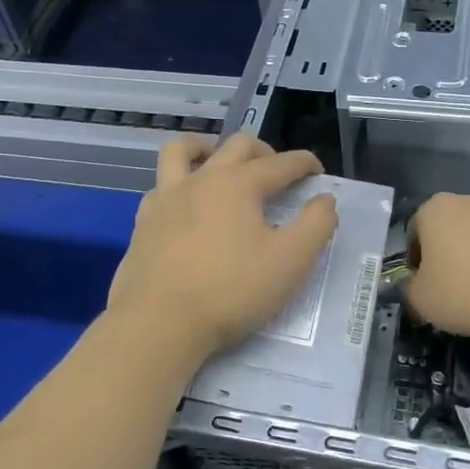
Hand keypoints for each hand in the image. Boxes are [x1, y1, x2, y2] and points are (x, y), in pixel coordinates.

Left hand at [107, 133, 338, 368]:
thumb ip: (316, 225)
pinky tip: (186, 203)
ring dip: (207, 147)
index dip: (303, 163)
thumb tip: (325, 200)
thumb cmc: (231, 290)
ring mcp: (167, 197)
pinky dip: (179, 182)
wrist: (159, 322)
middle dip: (264, 151)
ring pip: (183, 150)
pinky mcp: (144, 221)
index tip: (317, 171)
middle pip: (236, 146)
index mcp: (239, 184)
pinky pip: (162, 184)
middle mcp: (202, 179)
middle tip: (277, 171)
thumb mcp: (290, 261)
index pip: (280, 163)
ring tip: (219, 161)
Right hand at [406, 192, 469, 339]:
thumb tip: (416, 283)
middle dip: (449, 249)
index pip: (416, 230)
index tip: (424, 281)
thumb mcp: (419, 298)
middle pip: (452, 226)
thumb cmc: (463, 292)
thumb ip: (410, 285)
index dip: (417, 258)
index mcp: (436, 208)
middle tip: (451, 283)